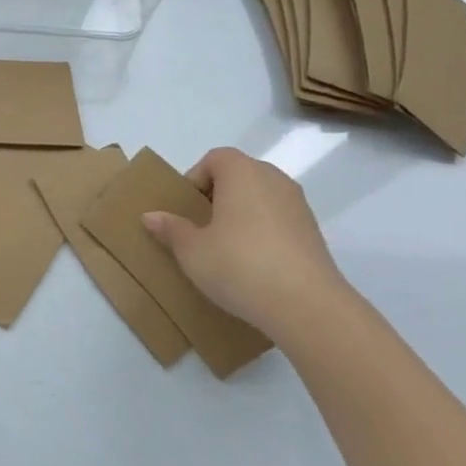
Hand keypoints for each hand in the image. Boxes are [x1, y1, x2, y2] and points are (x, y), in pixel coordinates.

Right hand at [140, 147, 354, 338]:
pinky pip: (278, 220)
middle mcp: (273, 179)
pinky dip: (263, 232)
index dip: (196, 179)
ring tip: (226, 248)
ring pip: (260, 198)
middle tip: (201, 228)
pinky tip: (253, 264)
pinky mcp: (314, 232)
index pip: (215, 158)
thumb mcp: (192, 250)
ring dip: (241, 215)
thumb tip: (151, 216)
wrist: (307, 306)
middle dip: (217, 196)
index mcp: (242, 172)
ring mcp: (299, 205)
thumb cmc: (239, 265)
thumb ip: (171, 229)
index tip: (187, 210)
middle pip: (239, 175)